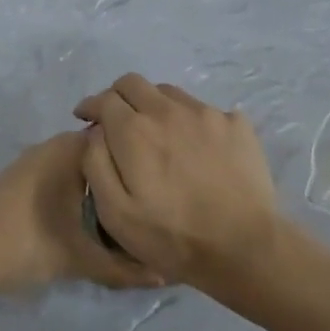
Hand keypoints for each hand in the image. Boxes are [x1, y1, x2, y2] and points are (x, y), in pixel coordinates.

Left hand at [0, 132, 163, 306]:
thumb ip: (124, 267)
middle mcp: (52, 146)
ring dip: (98, 183)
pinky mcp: (18, 177)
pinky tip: (87, 215)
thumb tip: (165, 273)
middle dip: (123, 173)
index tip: (162, 181)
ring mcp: (32, 160)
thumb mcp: (81, 260)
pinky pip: (59, 173)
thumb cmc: (27, 245)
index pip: (118, 139)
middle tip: (149, 201)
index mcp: (70, 152)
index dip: (142, 157)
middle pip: (99, 152)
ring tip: (125, 210)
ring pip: (77, 164)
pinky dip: (76, 188)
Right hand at [74, 74, 286, 297]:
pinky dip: (191, 122)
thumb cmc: (171, 236)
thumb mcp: (115, 212)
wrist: (243, 247)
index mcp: (134, 130)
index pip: (105, 99)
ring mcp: (206, 113)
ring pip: (169, 93)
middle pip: (134, 83)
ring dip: (154, 106)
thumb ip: (96, 163)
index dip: (91, 107)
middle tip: (117, 120)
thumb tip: (96, 132)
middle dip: (118, 96)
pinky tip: (196, 148)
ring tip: (158, 134)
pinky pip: (204, 111)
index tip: (86, 118)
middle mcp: (168, 110)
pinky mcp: (236, 124)